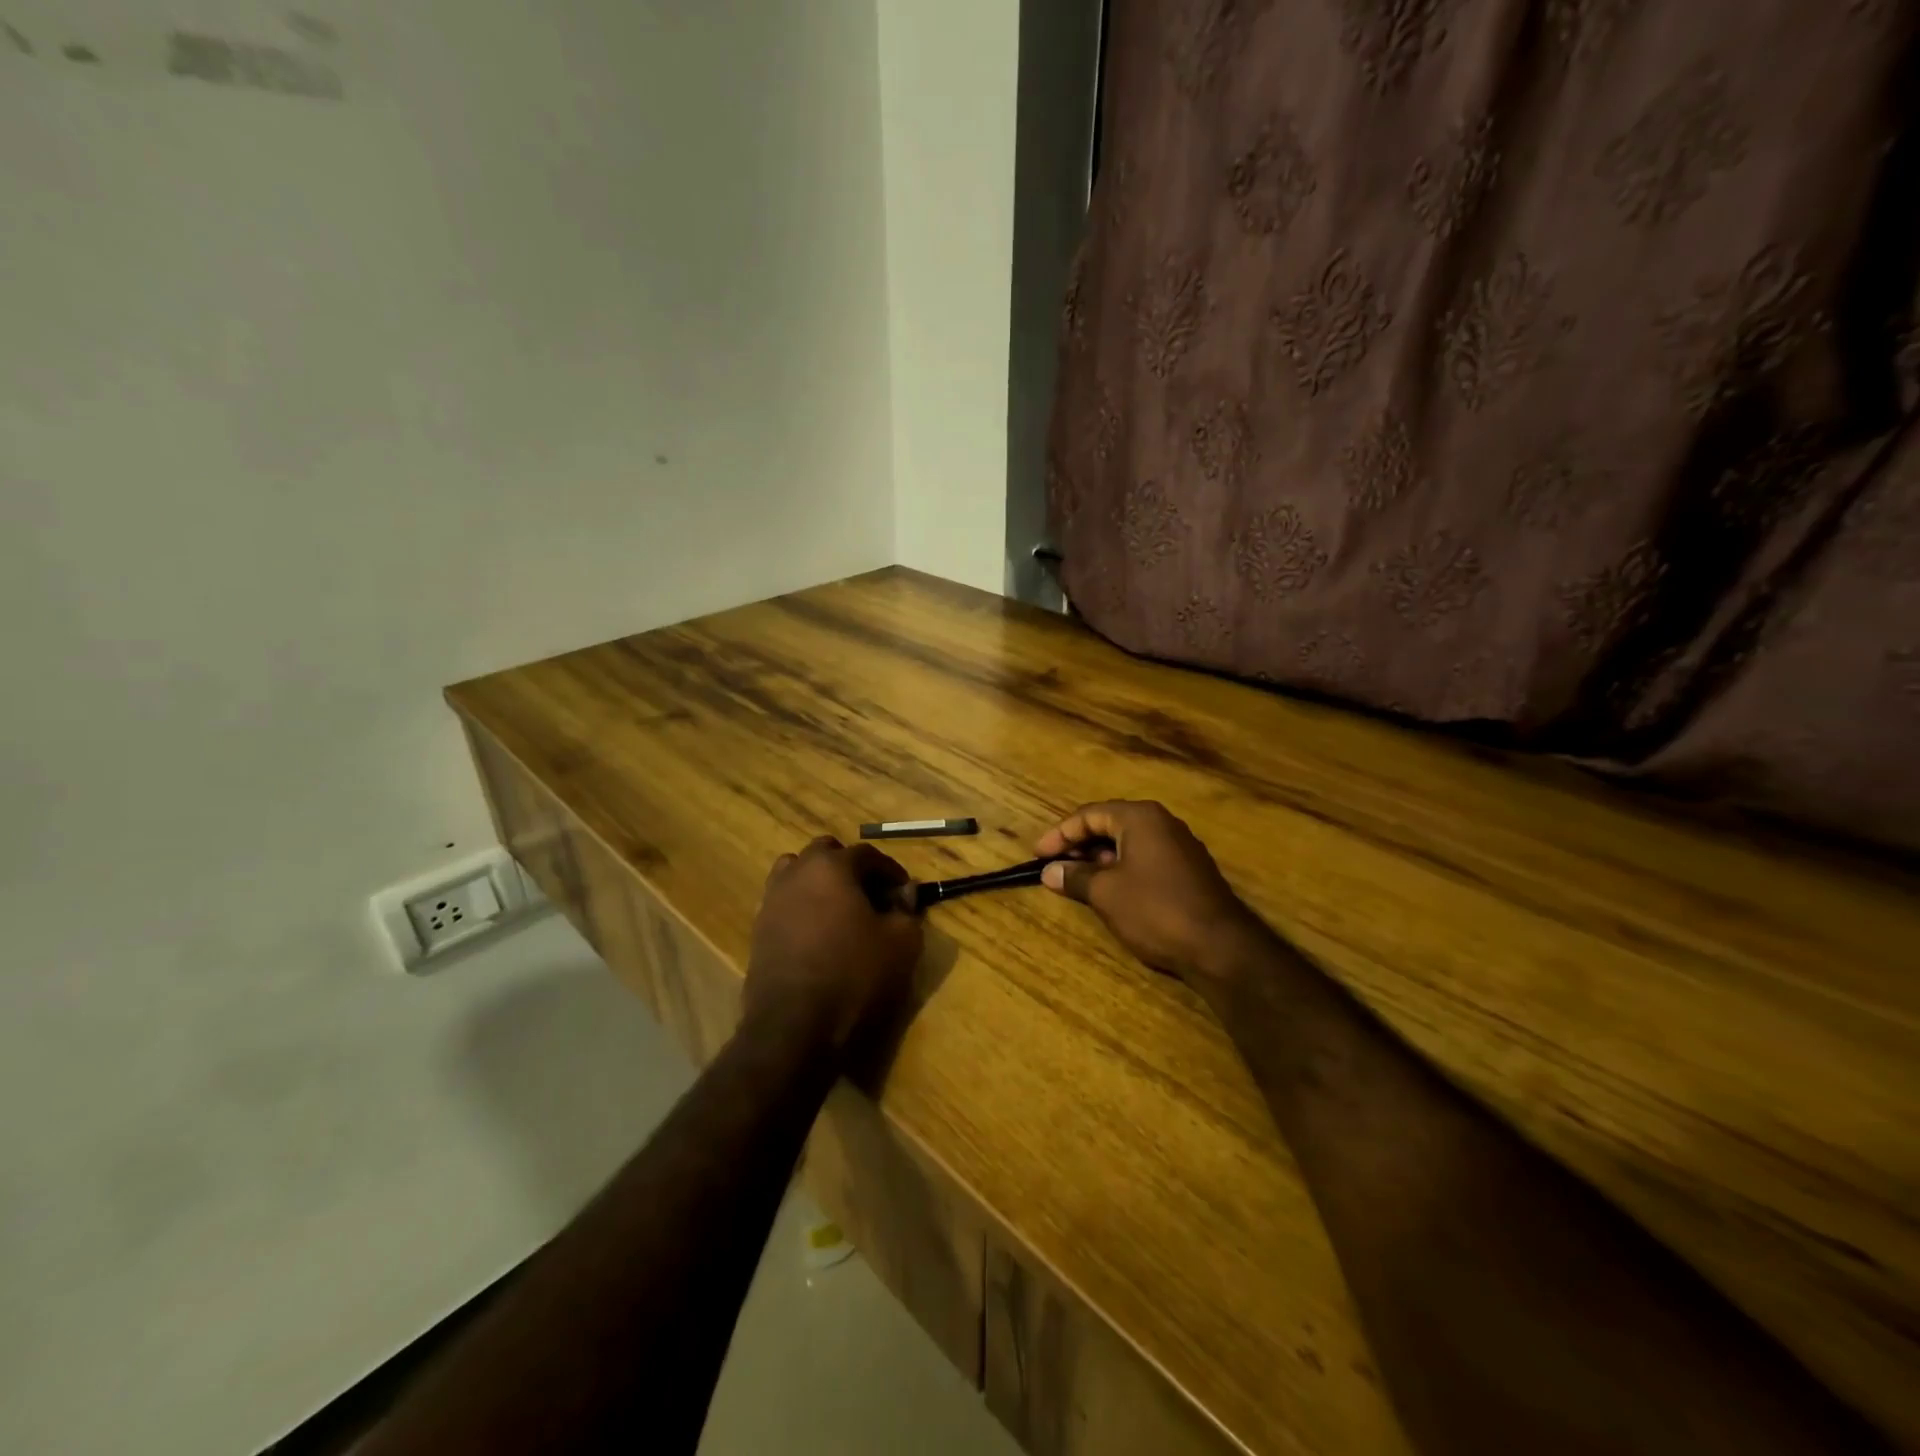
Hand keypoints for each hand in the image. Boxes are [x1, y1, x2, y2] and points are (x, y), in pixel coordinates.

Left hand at [744, 837, 924, 1056]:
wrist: (794, 1028)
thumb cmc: (854, 976)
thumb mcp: (900, 944)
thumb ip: (907, 910)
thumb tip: (906, 892)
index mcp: (831, 866)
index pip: (867, 854)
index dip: (890, 871)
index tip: (903, 893)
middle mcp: (796, 873)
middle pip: (825, 854)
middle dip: (850, 868)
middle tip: (871, 896)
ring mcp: (771, 900)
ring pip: (797, 873)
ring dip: (819, 882)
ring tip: (840, 911)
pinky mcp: (758, 929)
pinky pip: (784, 903)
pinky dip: (802, 907)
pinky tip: (818, 935)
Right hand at [1036, 801, 1263, 985]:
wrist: (1219, 947)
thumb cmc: (1155, 910)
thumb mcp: (1106, 893)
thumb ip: (1075, 877)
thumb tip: (1050, 872)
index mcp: (1140, 818)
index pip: (1089, 815)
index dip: (1059, 834)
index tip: (1037, 855)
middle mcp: (1162, 823)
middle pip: (1109, 824)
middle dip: (1079, 844)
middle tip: (1054, 866)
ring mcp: (1180, 846)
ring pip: (1128, 843)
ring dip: (1099, 858)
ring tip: (1076, 880)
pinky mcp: (1189, 870)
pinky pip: (1145, 858)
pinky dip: (1121, 868)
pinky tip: (1110, 891)